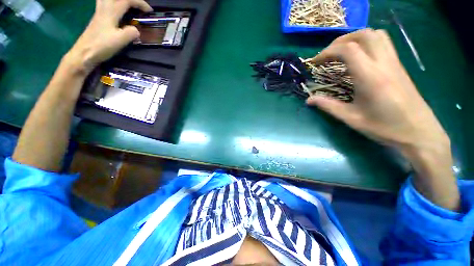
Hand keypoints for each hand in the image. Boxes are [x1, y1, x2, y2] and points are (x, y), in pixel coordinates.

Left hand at [65, 0, 152, 73]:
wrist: (84, 53)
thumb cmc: (101, 46)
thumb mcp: (120, 40)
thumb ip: (131, 33)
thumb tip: (137, 31)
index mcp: (111, 12)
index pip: (127, 0)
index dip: (140, 3)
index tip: (149, 11)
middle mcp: (104, 8)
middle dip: (130, 0)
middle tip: (137, 6)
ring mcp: (99, 13)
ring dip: (119, 0)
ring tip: (127, 5)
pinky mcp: (97, 18)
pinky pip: (104, 3)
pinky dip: (112, 3)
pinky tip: (116, 9)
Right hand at [306, 29, 448, 156]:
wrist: (419, 132)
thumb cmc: (384, 127)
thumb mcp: (351, 118)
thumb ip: (328, 106)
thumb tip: (308, 100)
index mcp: (370, 77)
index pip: (348, 50)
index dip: (327, 52)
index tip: (315, 62)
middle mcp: (384, 63)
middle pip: (363, 35)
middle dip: (340, 41)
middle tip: (327, 55)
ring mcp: (394, 62)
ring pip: (375, 35)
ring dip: (354, 38)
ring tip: (341, 52)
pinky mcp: (398, 66)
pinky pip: (383, 43)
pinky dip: (366, 43)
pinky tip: (358, 58)